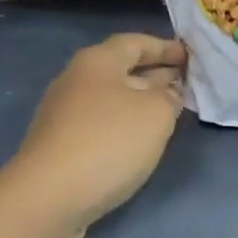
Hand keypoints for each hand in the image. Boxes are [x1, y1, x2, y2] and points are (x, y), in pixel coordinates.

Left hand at [3, 33, 186, 237]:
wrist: (48, 196)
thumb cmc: (107, 142)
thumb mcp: (154, 114)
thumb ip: (168, 97)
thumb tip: (166, 93)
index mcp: (97, 60)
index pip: (135, 42)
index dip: (164, 47)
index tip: (189, 56)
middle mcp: (76, 78)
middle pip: (121, 68)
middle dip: (154, 74)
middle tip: (186, 83)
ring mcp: (64, 112)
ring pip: (110, 97)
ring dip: (139, 101)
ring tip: (169, 112)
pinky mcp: (59, 143)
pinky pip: (100, 122)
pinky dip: (123, 124)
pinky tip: (138, 141)